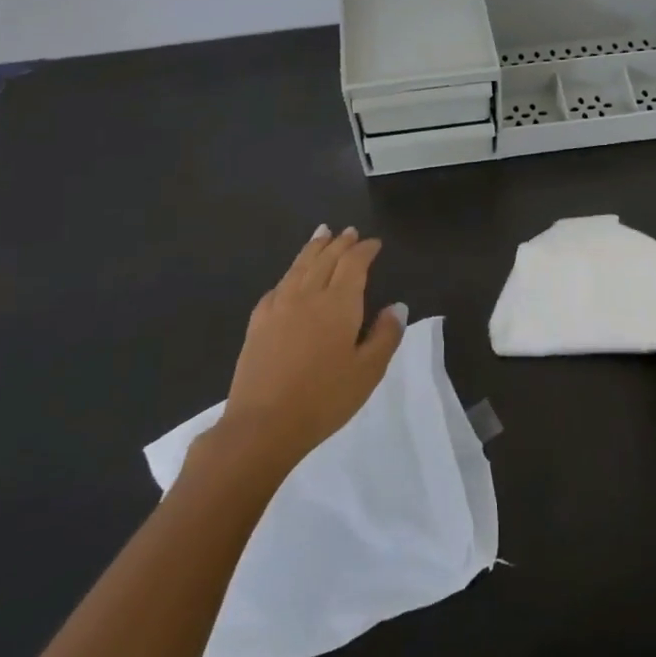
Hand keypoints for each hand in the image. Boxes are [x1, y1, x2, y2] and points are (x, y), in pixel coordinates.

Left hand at [215, 225, 405, 469]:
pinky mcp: (258, 323)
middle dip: (340, 243)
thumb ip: (386, 335)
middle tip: (349, 232)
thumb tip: (397, 305)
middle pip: (325, 259)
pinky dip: (290, 274)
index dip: (365, 250)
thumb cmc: (324, 399)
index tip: (374, 243)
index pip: (354, 264)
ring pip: (299, 267)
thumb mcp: (368, 371)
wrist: (263, 424)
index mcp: (338, 304)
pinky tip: (290, 278)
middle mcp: (307, 295)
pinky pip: (278, 286)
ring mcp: (278, 307)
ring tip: (321, 234)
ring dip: (313, 248)